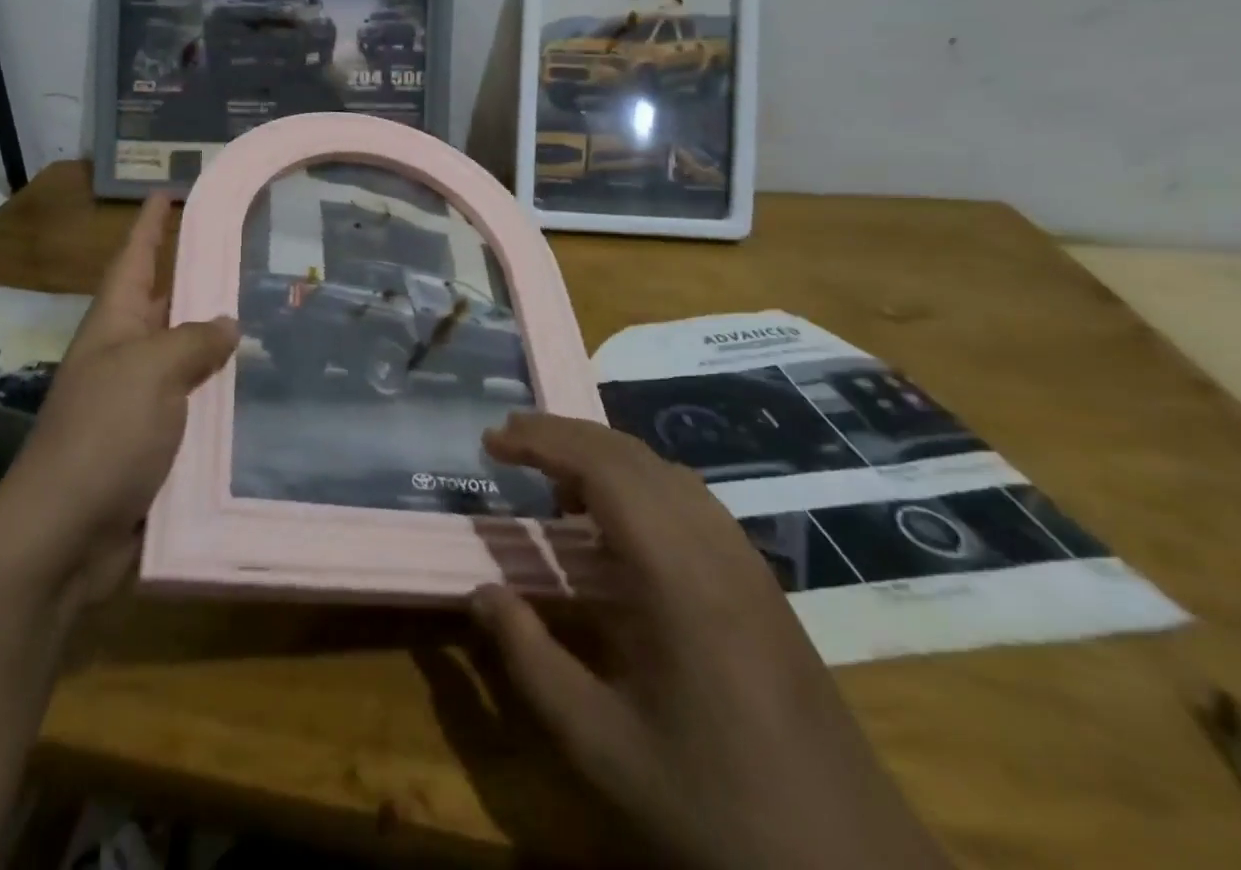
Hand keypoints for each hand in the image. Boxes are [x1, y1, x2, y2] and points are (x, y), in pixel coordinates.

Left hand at [0, 194, 236, 608]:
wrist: (65, 536)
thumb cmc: (103, 435)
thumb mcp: (150, 372)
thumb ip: (192, 341)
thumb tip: (225, 323)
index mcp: (114, 326)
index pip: (135, 258)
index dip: (151, 225)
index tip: (169, 192)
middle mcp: (125, 357)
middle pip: (165, 305)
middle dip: (199, 281)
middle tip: (250, 257)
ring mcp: (139, 403)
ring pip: (188, 359)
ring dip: (221, 344)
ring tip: (274, 321)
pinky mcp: (156, 446)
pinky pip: (197, 408)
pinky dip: (224, 398)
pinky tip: (263, 392)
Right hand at [472, 414, 951, 869]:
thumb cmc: (715, 805)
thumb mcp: (600, 745)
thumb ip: (530, 660)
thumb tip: (481, 592)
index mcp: (677, 573)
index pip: (602, 466)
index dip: (542, 440)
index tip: (491, 439)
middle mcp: (715, 546)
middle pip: (631, 454)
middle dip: (564, 436)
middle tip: (507, 441)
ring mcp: (745, 561)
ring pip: (664, 470)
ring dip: (602, 456)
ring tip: (551, 478)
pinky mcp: (760, 582)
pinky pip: (689, 499)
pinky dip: (637, 483)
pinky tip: (615, 526)